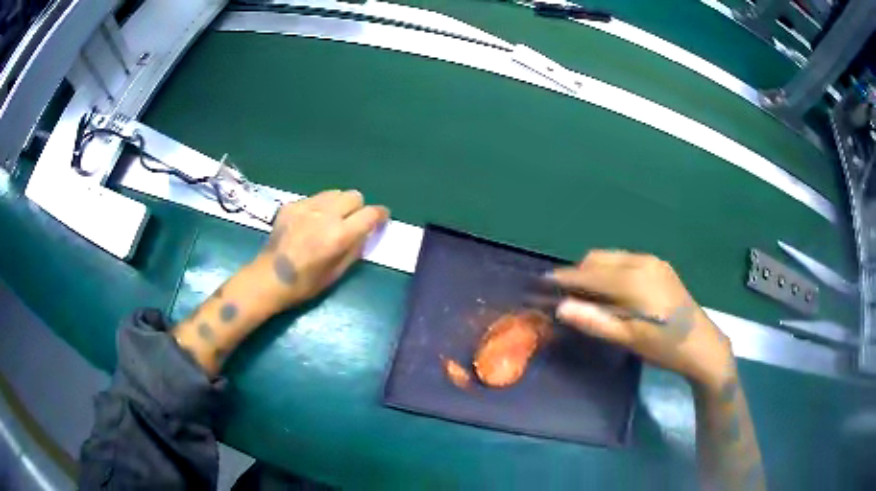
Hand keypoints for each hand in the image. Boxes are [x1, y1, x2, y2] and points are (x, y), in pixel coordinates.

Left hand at [252, 189, 389, 311]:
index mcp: (339, 235)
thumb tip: (366, 232)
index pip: (370, 213)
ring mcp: (306, 206)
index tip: (382, 218)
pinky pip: (315, 197)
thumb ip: (355, 249)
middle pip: (354, 196)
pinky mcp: (292, 205)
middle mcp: (325, 214)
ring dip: (340, 204)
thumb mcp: (337, 273)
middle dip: (359, 207)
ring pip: (335, 192)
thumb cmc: (305, 284)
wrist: (268, 278)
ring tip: (332, 220)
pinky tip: (311, 222)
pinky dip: (320, 206)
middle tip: (353, 222)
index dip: (381, 214)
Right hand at [550, 250, 734, 389]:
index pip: (589, 273)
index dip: (564, 278)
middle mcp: (641, 261)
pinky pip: (625, 261)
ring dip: (595, 272)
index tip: (543, 284)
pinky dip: (611, 271)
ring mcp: (653, 262)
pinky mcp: (660, 267)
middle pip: (598, 258)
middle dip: (579, 273)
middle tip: (566, 296)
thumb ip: (595, 321)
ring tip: (587, 296)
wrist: (702, 345)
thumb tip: (560, 307)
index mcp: (633, 279)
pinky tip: (612, 292)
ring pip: (612, 257)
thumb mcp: (629, 339)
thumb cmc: (664, 346)